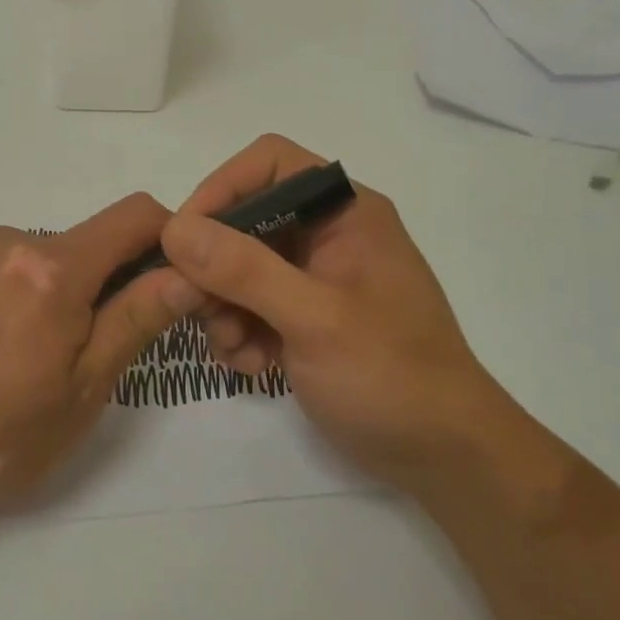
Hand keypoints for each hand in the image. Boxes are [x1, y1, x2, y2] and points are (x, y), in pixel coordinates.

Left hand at [0, 194, 199, 510]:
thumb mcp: (81, 390)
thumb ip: (136, 320)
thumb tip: (187, 272)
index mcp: (55, 267)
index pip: (137, 215)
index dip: (169, 239)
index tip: (173, 284)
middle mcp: (17, 241)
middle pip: (94, 241)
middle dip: (114, 282)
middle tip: (98, 350)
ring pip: (54, 256)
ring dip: (68, 292)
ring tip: (40, 359)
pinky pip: (15, 265)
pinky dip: (31, 293)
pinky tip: (2, 347)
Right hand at [159, 135, 505, 490]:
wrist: (443, 455)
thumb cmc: (390, 375)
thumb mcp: (314, 319)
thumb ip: (244, 270)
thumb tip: (175, 228)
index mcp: (345, 211)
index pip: (269, 164)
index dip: (221, 188)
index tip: (184, 238)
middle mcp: (329, 233)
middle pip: (246, 218)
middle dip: (215, 265)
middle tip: (197, 308)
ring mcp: (317, 277)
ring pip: (241, 266)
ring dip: (223, 306)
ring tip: (233, 349)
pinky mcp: (307, 316)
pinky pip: (253, 304)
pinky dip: (241, 330)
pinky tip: (251, 366)